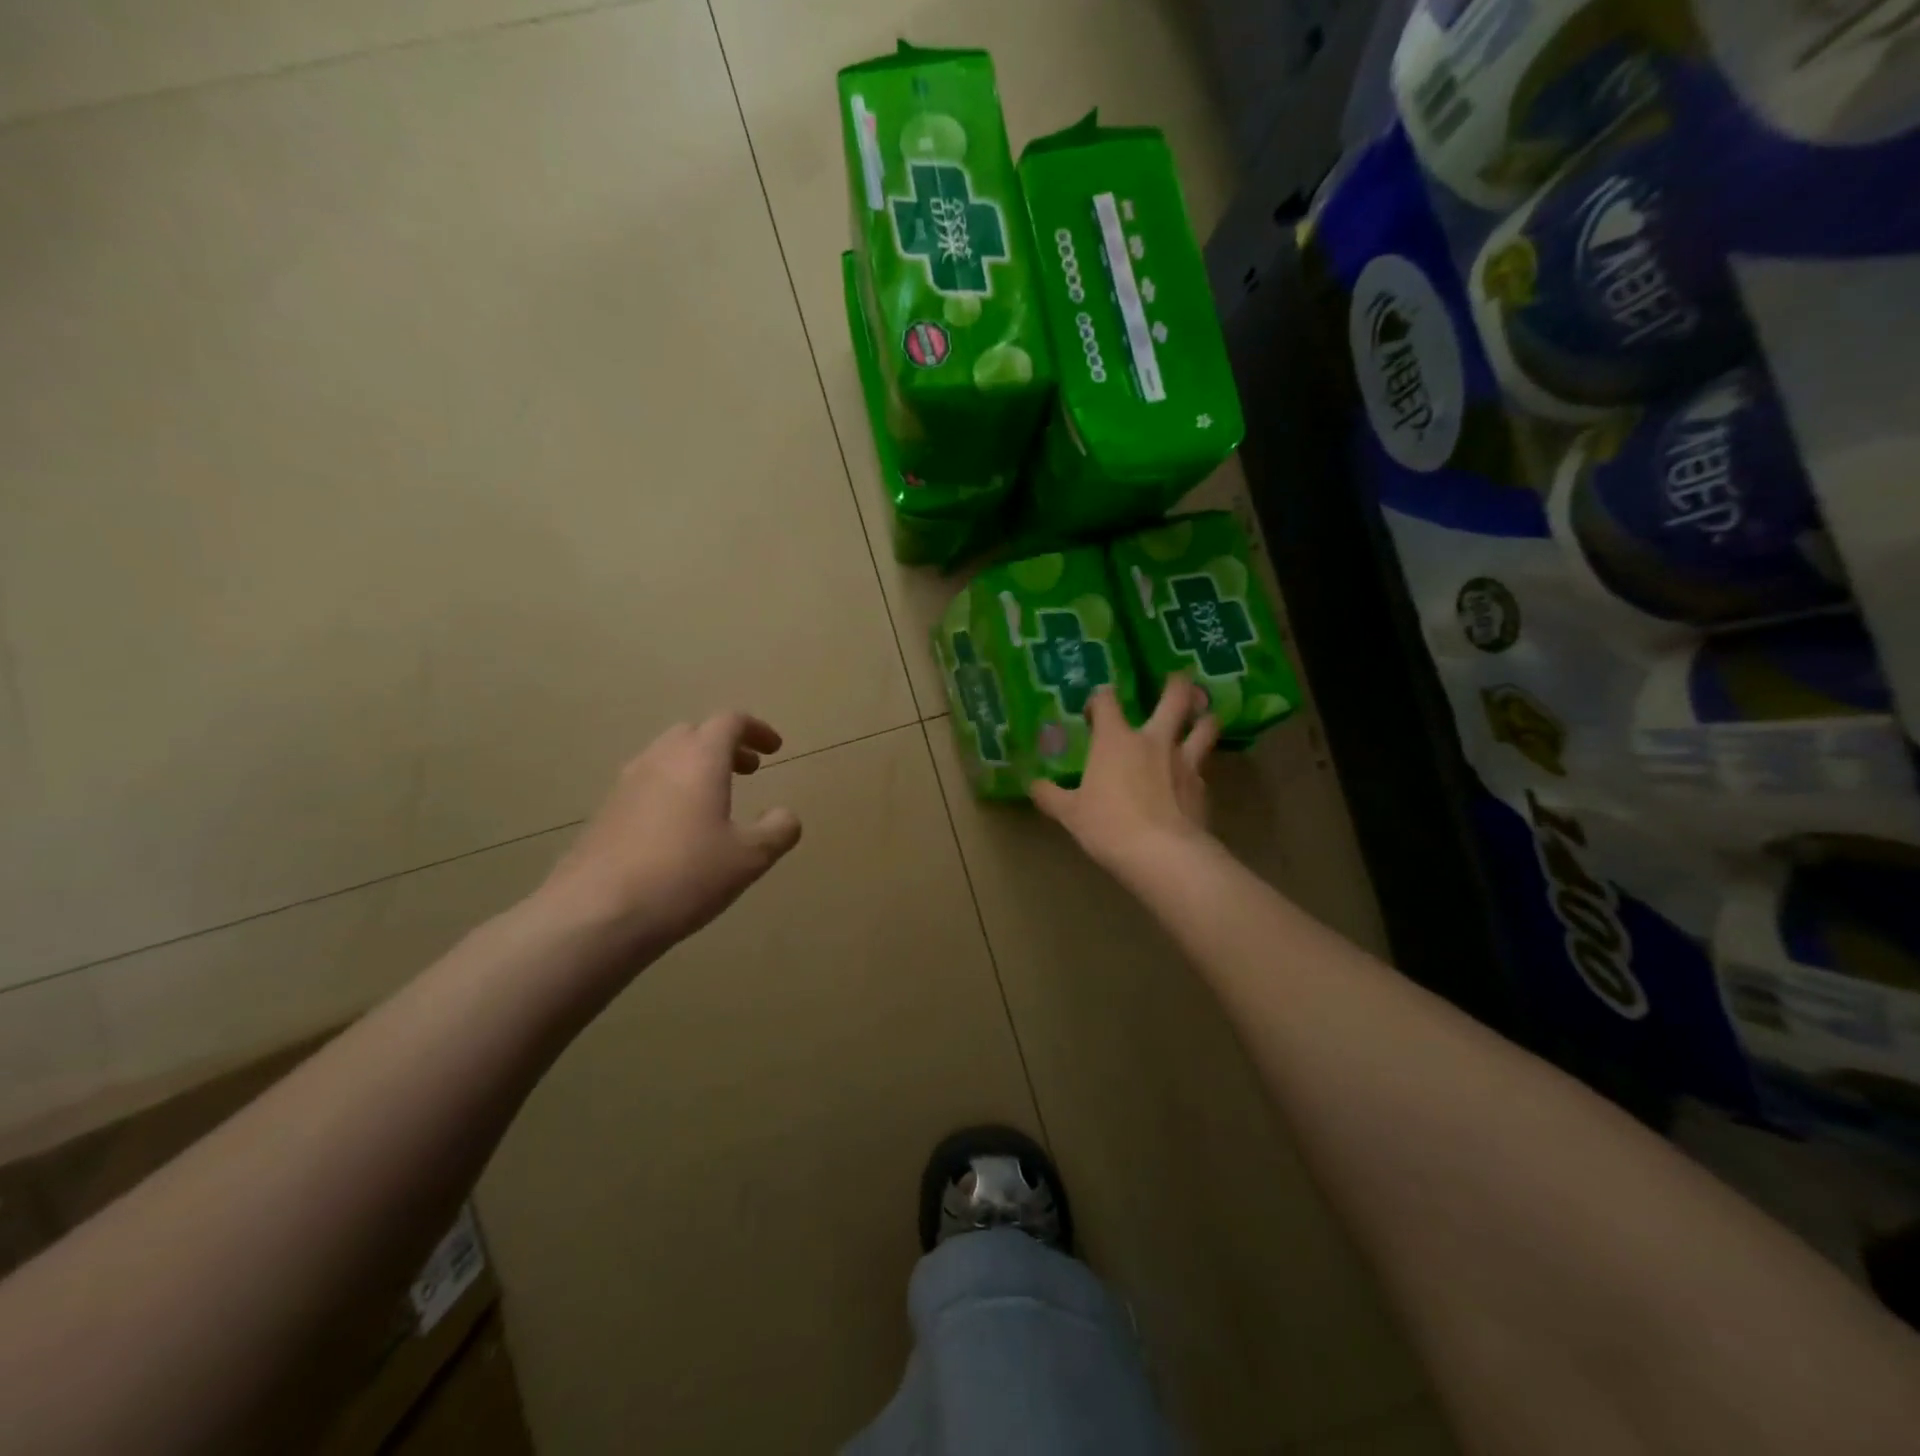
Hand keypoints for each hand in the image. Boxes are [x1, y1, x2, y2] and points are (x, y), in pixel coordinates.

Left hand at [538, 713, 802, 958]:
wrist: (595, 914)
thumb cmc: (684, 875)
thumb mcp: (749, 858)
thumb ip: (777, 830)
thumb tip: (785, 815)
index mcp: (699, 759)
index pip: (730, 722)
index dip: (756, 729)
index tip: (774, 749)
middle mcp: (660, 760)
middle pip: (694, 733)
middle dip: (725, 746)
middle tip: (748, 770)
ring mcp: (625, 785)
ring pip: (665, 757)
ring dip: (695, 767)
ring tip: (714, 799)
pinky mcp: (604, 813)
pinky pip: (645, 785)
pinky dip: (670, 790)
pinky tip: (677, 830)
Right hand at [1029, 675, 1219, 876]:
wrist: (1162, 854)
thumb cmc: (1108, 826)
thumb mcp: (1070, 814)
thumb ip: (1051, 796)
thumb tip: (1034, 786)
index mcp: (1116, 740)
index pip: (1107, 701)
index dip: (1101, 699)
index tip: (1096, 709)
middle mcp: (1154, 741)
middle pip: (1175, 698)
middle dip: (1178, 685)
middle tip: (1179, 680)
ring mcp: (1184, 761)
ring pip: (1205, 726)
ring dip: (1205, 718)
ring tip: (1204, 717)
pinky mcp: (1203, 787)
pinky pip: (1205, 767)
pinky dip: (1201, 766)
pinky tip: (1195, 775)